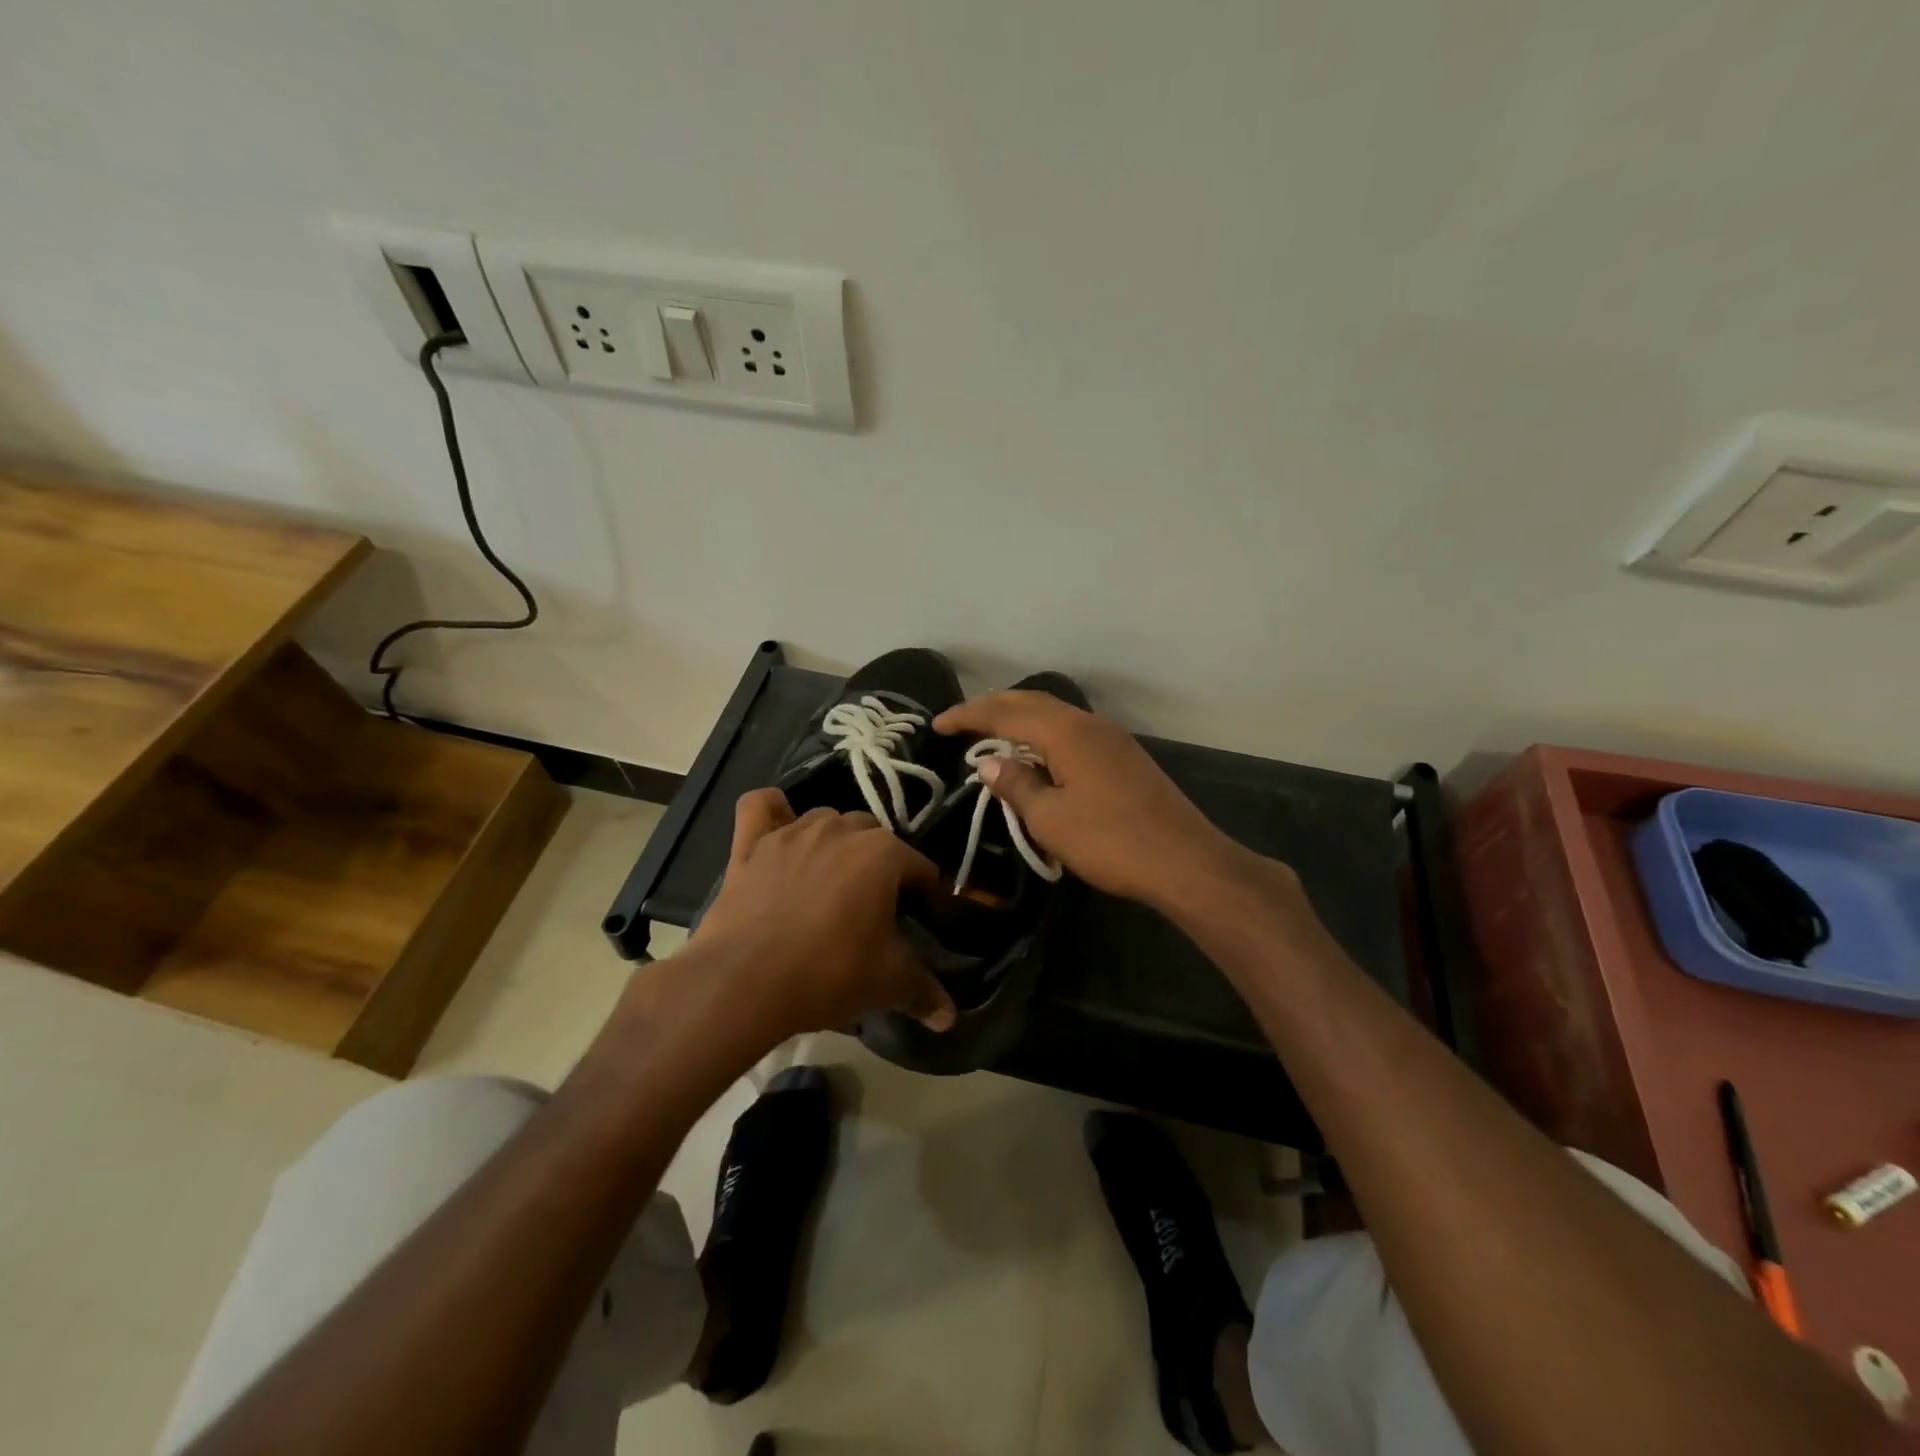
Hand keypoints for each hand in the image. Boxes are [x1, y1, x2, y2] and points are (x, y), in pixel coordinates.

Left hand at [692, 789, 956, 1040]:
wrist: (744, 983)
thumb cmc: (829, 973)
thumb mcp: (887, 984)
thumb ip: (924, 991)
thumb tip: (949, 1016)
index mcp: (883, 853)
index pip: (920, 868)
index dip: (926, 896)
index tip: (920, 923)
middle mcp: (840, 829)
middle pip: (874, 837)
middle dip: (881, 865)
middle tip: (874, 908)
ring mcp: (792, 832)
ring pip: (826, 820)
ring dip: (835, 842)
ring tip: (831, 881)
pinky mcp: (751, 844)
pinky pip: (760, 807)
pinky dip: (772, 811)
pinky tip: (778, 827)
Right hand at [934, 691, 1257, 912]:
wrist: (1184, 861)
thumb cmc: (1110, 841)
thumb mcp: (1050, 819)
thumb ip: (1016, 785)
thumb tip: (989, 763)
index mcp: (1066, 732)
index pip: (1005, 712)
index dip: (968, 716)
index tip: (937, 725)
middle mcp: (1089, 724)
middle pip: (1032, 702)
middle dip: (993, 708)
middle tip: (961, 723)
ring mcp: (1112, 738)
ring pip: (1055, 715)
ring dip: (1020, 719)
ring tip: (992, 735)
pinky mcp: (1124, 757)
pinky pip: (1072, 732)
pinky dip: (1044, 735)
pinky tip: (1037, 756)